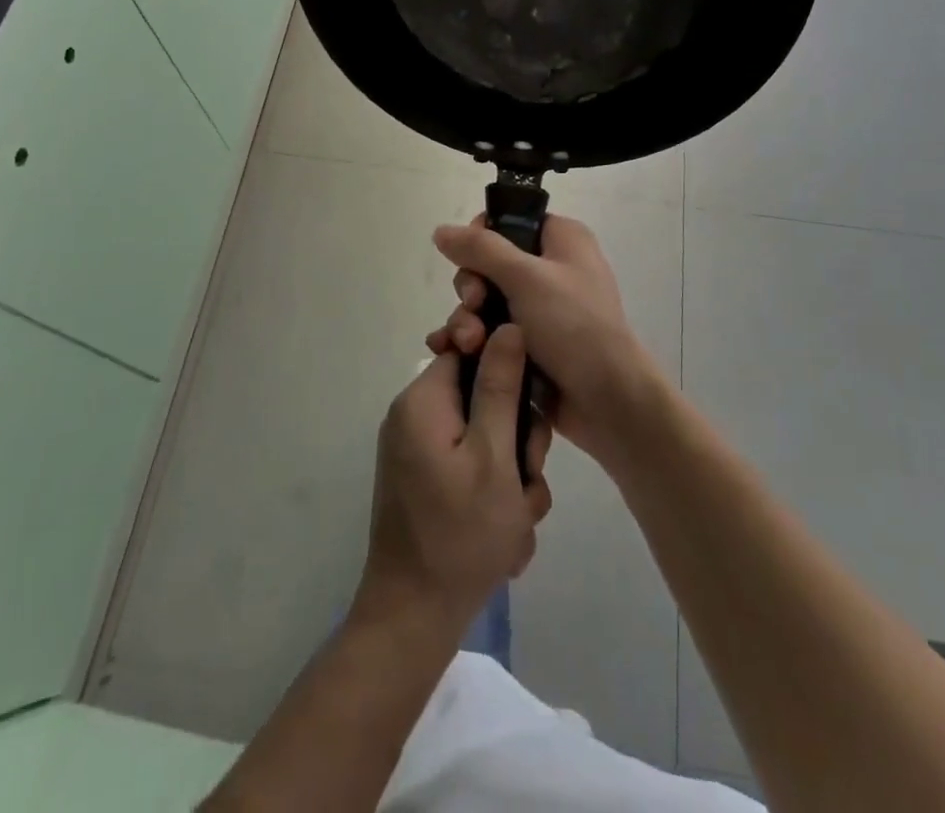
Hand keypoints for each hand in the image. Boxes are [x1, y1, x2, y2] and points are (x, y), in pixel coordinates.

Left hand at [355, 325, 552, 635]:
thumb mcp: (494, 456)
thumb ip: (501, 386)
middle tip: (526, 480)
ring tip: (516, 518)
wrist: (412, 620)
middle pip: (484, 396)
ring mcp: (420, 451)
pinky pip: (473, 466)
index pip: (473, 350)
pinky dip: (495, 495)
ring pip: (487, 437)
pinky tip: (505, 535)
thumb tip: (507, 325)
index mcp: (424, 400)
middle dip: (517, 438)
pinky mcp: (427, 480)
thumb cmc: (459, 534)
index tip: (532, 413)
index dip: (511, 374)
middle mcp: (416, 416)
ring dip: (512, 475)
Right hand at [429, 214, 666, 471]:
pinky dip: (471, 342)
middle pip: (489, 265)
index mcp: (561, 241)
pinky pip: (490, 334)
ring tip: (468, 344)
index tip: (470, 260)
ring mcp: (540, 310)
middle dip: (472, 289)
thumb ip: (480, 249)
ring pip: (485, 303)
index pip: (509, 222)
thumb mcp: (526, 278)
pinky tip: (449, 353)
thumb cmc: (574, 326)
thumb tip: (441, 230)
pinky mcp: (529, 346)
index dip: (482, 238)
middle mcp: (551, 269)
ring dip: (468, 321)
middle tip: (474, 306)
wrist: (607, 401)